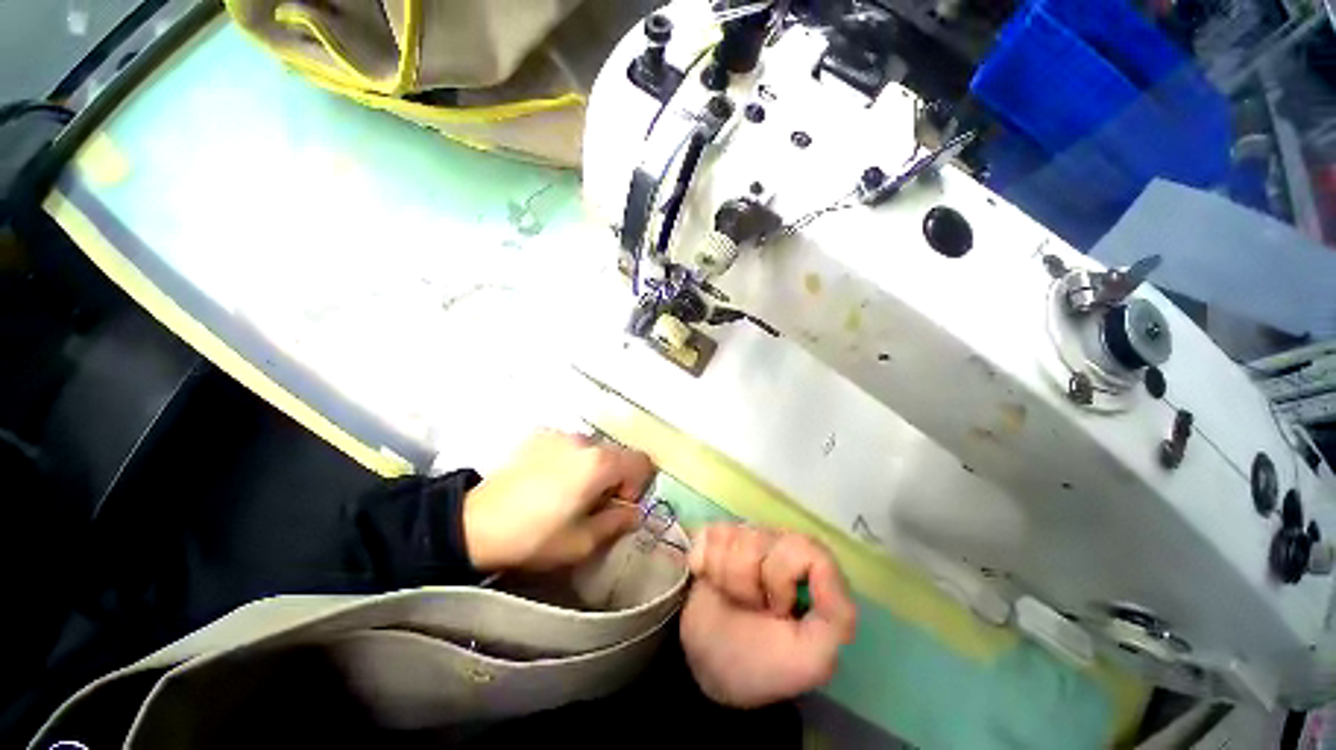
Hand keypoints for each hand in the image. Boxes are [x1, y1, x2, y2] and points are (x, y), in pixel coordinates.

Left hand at [463, 431, 652, 570]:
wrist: (473, 524)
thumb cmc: (534, 537)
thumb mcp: (582, 542)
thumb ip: (617, 523)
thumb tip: (633, 512)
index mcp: (599, 463)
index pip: (641, 461)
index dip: (637, 485)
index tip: (616, 506)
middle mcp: (584, 440)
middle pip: (617, 454)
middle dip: (614, 477)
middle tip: (592, 504)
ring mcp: (560, 434)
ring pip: (593, 449)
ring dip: (591, 468)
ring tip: (567, 492)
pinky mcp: (539, 435)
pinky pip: (568, 445)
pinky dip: (569, 459)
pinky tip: (547, 480)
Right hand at [681, 525, 856, 707]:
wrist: (700, 663)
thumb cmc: (757, 662)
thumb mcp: (810, 657)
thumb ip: (837, 614)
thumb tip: (824, 564)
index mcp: (808, 571)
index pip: (800, 546)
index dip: (780, 575)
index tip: (774, 607)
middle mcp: (779, 546)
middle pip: (763, 538)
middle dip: (748, 578)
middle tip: (748, 605)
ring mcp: (745, 537)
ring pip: (733, 535)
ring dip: (724, 573)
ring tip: (728, 596)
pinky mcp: (716, 535)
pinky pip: (709, 532)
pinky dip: (703, 559)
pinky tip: (707, 578)